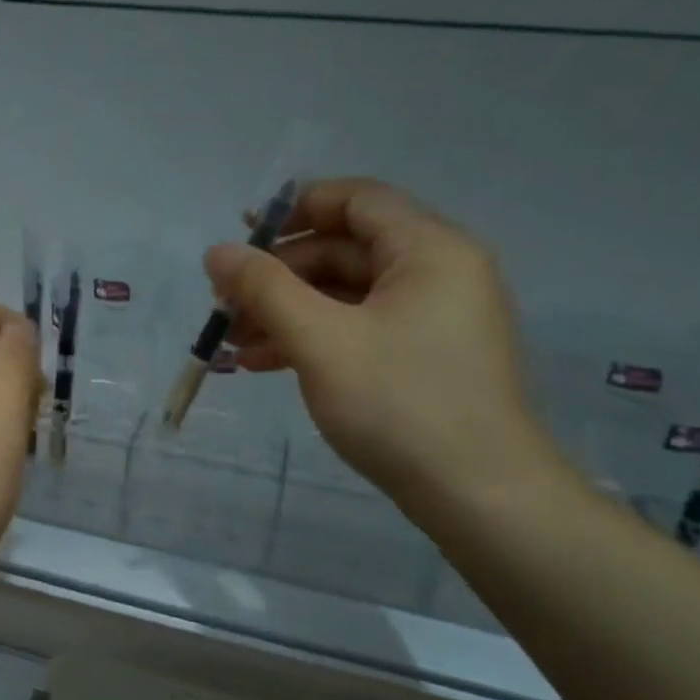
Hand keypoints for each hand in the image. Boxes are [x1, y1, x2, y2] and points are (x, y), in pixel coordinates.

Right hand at [206, 179, 557, 511]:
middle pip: (344, 249)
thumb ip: (264, 289)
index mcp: (428, 250)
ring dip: (286, 313)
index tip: (240, 237)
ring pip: (345, 295)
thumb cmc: (401, 405)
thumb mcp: (321, 341)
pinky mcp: (422, 358)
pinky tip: (264, 365)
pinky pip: (358, 329)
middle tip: (225, 306)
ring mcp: (431, 319)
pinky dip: (312, 340)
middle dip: (278, 276)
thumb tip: (217, 251)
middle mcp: (437, 272)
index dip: (293, 209)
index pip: (355, 199)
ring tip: (233, 344)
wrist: (481, 499)